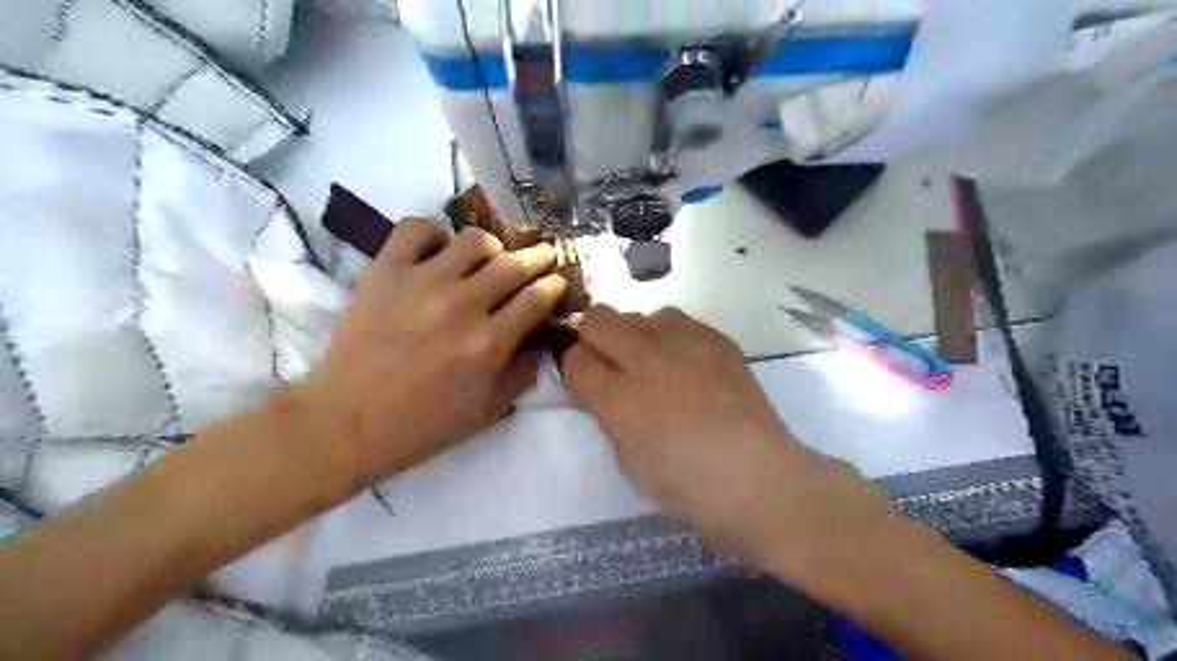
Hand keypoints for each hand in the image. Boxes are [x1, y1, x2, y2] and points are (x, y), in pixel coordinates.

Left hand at [296, 219, 567, 492]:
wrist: (346, 422)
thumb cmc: (422, 424)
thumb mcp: (486, 411)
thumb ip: (521, 376)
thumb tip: (539, 346)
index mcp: (489, 342)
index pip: (536, 298)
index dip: (554, 285)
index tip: (557, 282)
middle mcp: (462, 305)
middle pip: (514, 264)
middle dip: (538, 257)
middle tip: (543, 257)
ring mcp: (422, 282)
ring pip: (474, 241)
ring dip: (492, 247)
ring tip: (489, 257)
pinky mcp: (385, 271)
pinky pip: (416, 230)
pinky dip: (434, 233)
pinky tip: (438, 251)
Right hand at [559, 307, 891, 576]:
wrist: (759, 480)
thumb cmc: (687, 487)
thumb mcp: (628, 461)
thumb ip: (606, 414)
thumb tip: (597, 386)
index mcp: (620, 400)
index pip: (574, 359)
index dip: (574, 371)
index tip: (584, 384)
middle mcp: (648, 361)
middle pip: (598, 319)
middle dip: (593, 340)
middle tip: (610, 367)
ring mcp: (687, 344)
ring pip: (638, 313)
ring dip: (633, 335)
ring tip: (650, 362)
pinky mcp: (717, 340)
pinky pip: (677, 319)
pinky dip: (668, 335)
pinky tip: (681, 361)